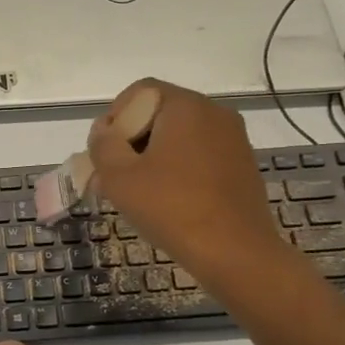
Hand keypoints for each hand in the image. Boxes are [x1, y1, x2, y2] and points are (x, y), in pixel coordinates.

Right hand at [86, 80, 291, 286]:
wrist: (235, 253)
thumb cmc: (171, 208)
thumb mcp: (119, 176)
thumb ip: (103, 145)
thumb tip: (104, 131)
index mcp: (186, 106)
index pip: (140, 92)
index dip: (114, 117)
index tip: (104, 152)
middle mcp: (214, 113)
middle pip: (160, 113)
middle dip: (131, 141)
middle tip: (113, 176)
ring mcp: (233, 140)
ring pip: (179, 137)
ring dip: (152, 157)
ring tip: (137, 193)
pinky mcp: (242, 166)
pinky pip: (199, 156)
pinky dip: (178, 169)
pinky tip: (167, 201)